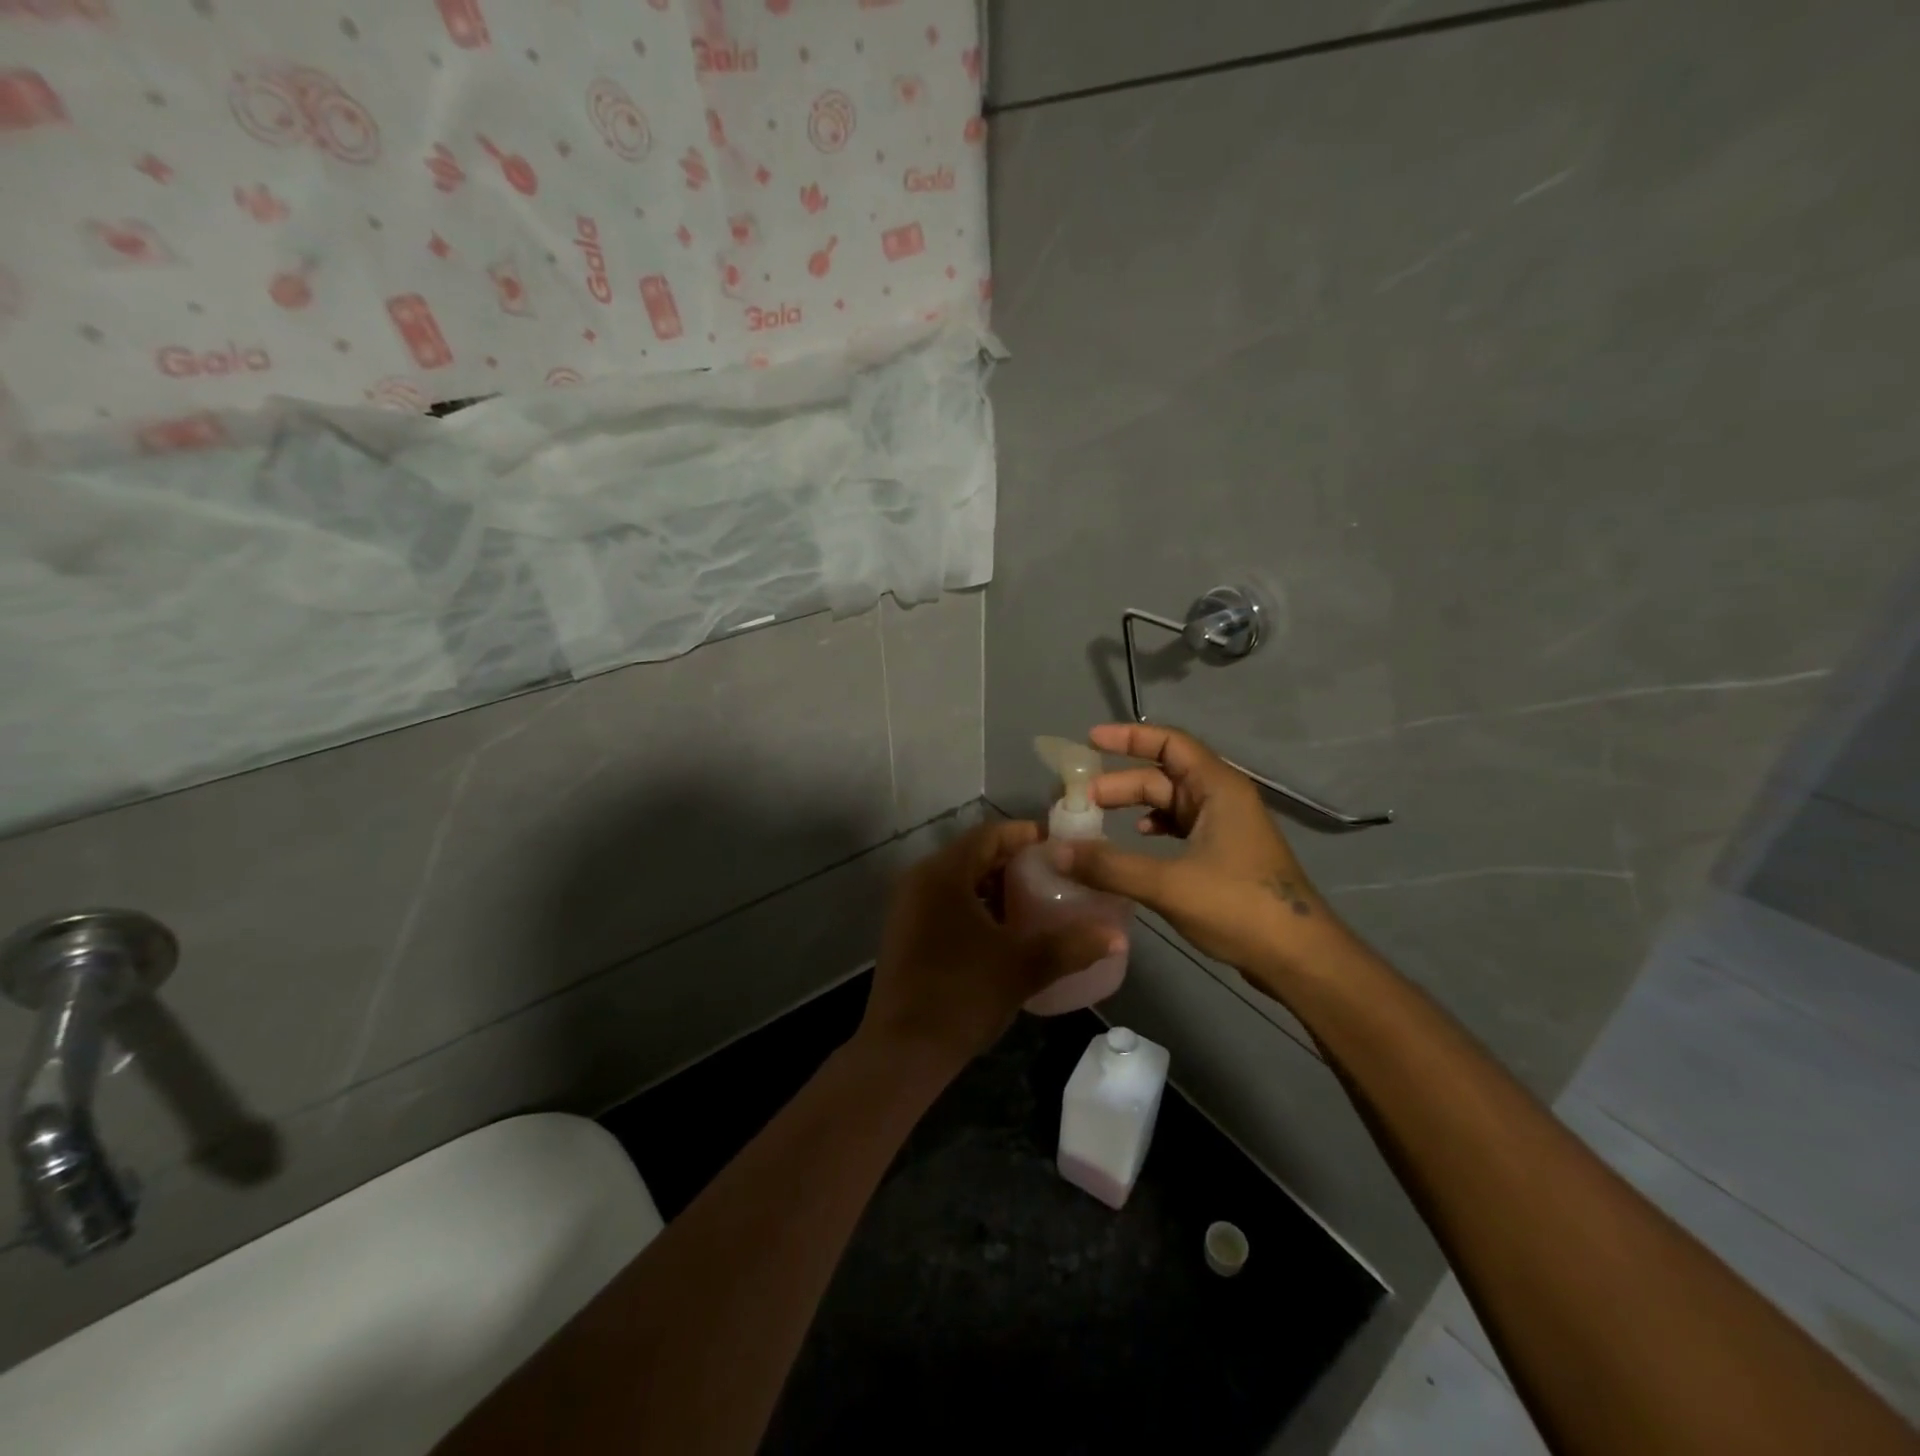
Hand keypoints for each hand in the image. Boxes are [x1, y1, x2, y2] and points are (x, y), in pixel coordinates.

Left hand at [859, 820, 1123, 1072]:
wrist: (902, 1050)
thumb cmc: (962, 995)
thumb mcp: (1022, 968)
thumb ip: (1071, 946)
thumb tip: (1117, 937)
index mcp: (944, 874)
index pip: (989, 835)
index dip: (1025, 836)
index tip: (1059, 847)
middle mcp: (920, 880)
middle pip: (973, 855)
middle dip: (1013, 862)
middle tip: (1054, 874)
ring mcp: (908, 906)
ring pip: (959, 881)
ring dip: (994, 886)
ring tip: (1035, 901)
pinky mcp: (905, 932)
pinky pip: (945, 902)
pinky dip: (975, 905)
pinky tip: (1003, 931)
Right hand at [1050, 724, 1339, 982]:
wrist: (1299, 958)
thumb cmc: (1239, 907)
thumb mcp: (1168, 884)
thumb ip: (1109, 866)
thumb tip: (1056, 851)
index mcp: (1217, 788)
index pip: (1169, 742)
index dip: (1128, 737)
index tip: (1089, 741)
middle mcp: (1222, 798)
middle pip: (1161, 776)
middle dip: (1118, 784)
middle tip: (1076, 800)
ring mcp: (1225, 827)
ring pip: (1168, 804)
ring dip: (1132, 807)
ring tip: (1094, 821)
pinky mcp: (1224, 855)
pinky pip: (1179, 828)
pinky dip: (1152, 829)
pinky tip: (1133, 844)